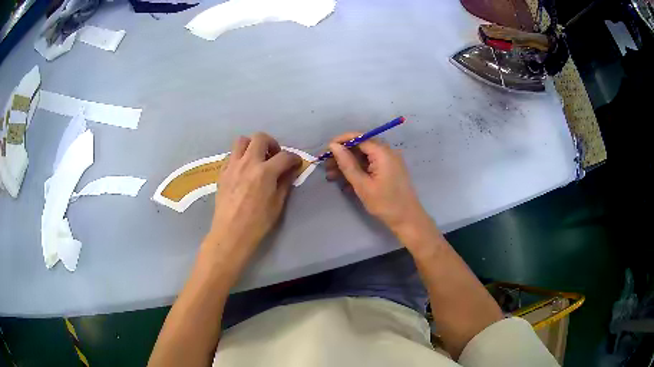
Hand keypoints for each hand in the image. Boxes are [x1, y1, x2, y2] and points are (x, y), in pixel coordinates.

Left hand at [206, 133, 300, 269]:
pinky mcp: (222, 172)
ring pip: (242, 141)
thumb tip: (290, 171)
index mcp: (265, 172)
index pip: (284, 156)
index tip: (296, 163)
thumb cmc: (257, 222)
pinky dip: (240, 156)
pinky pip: (231, 155)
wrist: (231, 232)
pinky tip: (244, 170)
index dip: (294, 158)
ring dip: (252, 145)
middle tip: (275, 156)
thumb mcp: (277, 204)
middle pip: (260, 138)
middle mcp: (248, 163)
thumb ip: (284, 183)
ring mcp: (232, 166)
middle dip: (272, 143)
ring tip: (257, 159)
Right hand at [325, 132, 429, 236]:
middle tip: (326, 166)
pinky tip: (345, 184)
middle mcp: (387, 153)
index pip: (359, 138)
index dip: (341, 141)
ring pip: (364, 158)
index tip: (326, 150)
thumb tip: (333, 146)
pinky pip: (370, 166)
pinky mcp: (389, 171)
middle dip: (343, 155)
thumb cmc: (385, 203)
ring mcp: (389, 162)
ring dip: (348, 165)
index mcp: (383, 153)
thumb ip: (347, 164)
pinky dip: (358, 172)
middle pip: (361, 147)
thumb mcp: (362, 185)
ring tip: (331, 176)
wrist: (407, 219)